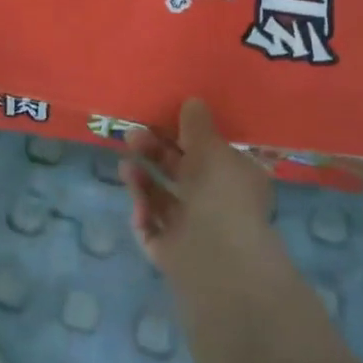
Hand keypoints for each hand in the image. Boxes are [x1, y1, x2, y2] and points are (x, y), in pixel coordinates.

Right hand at [125, 98, 275, 274]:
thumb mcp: (211, 147)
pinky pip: (152, 227)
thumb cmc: (222, 193)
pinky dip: (143, 212)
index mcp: (236, 179)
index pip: (209, 153)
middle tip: (131, 136)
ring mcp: (193, 231)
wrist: (217, 260)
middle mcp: (217, 204)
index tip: (160, 120)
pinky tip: (137, 203)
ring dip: (143, 180)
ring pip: (162, 199)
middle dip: (155, 152)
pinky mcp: (172, 253)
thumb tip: (192, 102)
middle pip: (180, 173)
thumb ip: (197, 124)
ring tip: (125, 165)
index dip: (184, 136)